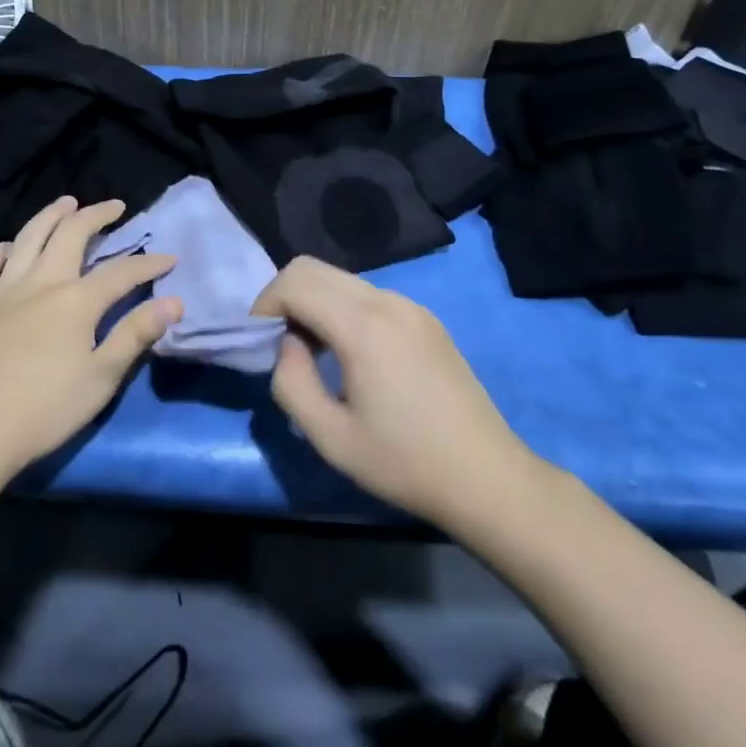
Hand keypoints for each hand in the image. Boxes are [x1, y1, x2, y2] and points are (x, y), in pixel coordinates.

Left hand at [0, 197, 180, 487]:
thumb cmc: (43, 410)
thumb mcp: (100, 378)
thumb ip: (135, 335)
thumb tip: (174, 302)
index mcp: (76, 301)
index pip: (122, 272)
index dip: (149, 264)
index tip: (170, 259)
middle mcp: (41, 282)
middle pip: (72, 233)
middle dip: (97, 214)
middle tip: (115, 206)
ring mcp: (4, 289)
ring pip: (30, 235)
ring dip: (52, 214)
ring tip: (67, 203)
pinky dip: (6, 246)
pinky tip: (13, 246)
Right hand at [251, 256, 545, 529]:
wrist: (487, 478)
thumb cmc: (404, 462)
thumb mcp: (330, 437)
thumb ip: (291, 382)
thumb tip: (287, 345)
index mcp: (363, 326)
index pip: (295, 282)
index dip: (264, 305)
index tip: (258, 342)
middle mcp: (388, 301)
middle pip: (314, 268)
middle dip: (284, 297)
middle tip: (279, 344)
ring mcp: (412, 307)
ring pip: (341, 279)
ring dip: (313, 302)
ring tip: (312, 353)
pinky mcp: (426, 319)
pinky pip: (368, 295)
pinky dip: (341, 309)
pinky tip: (350, 355)